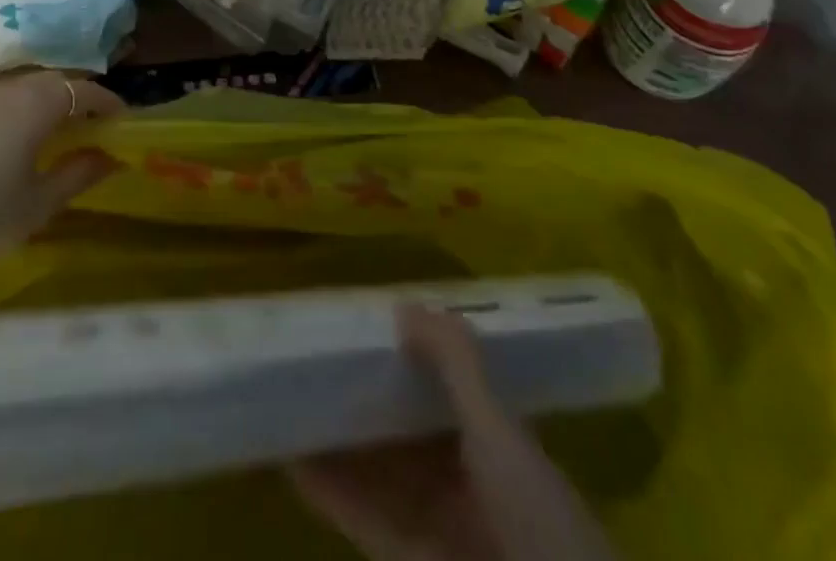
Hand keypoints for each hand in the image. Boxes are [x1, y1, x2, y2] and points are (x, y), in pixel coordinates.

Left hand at [0, 71, 123, 252]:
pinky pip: (0, 97)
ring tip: (56, 126)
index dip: (106, 101)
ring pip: (24, 86)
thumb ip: (77, 173)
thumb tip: (110, 157)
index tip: (121, 118)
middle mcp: (11, 87)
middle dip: (77, 97)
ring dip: (46, 100)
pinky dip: (18, 107)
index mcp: (38, 103)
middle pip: (54, 82)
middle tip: (91, 122)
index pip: (83, 90)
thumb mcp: (40, 201)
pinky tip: (16, 132)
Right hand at [291, 307, 615, 560]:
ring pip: (382, 475)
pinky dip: (334, 497)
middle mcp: (471, 486)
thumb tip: (403, 304)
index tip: (364, 329)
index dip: (410, 358)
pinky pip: (367, 524)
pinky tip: (295, 467)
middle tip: (314, 361)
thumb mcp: (501, 434)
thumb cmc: (543, 528)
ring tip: (292, 404)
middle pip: (408, 432)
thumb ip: (455, 366)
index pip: (449, 390)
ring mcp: (442, 533)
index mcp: (501, 449)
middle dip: (366, 398)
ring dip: (341, 445)